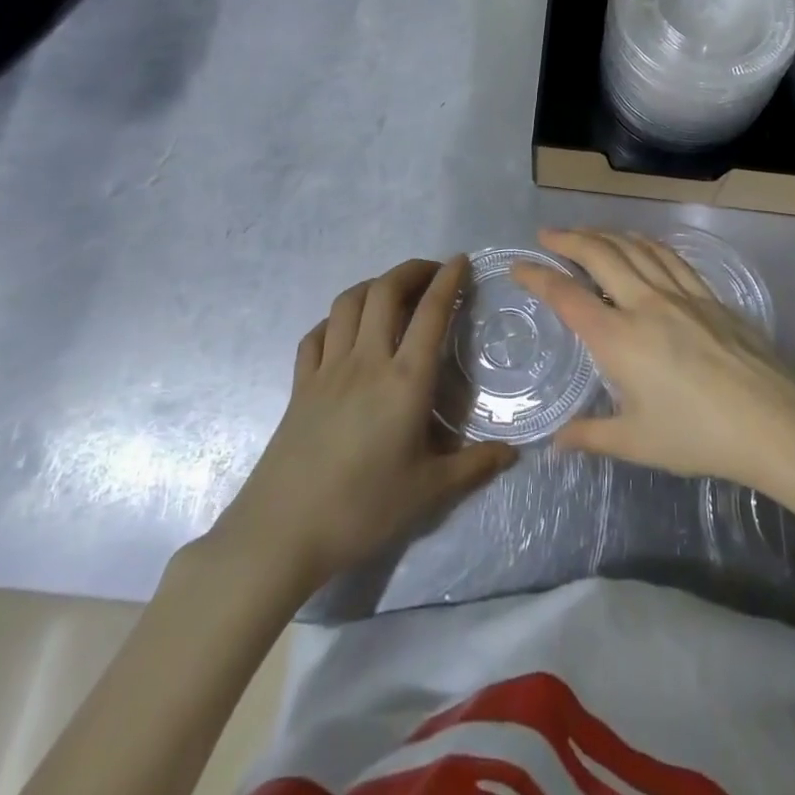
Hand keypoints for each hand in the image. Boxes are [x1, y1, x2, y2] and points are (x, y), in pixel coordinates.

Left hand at [202, 257, 515, 594]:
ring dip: (374, 285)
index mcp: (405, 380)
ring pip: (348, 303)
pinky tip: (345, 330)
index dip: (448, 280)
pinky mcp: (300, 385)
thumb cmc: (362, 509)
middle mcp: (367, 361)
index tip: (461, 261)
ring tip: (393, 292)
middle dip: (411, 270)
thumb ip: (474, 467)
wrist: (281, 533)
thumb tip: (514, 452)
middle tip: (432, 272)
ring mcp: (327, 369)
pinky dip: (335, 320)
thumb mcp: (428, 492)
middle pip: (385, 291)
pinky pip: (316, 335)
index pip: (431, 313)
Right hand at [510, 228, 794, 489]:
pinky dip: (645, 242)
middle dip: (569, 239)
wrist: (771, 420)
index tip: (518, 265)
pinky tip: (640, 243)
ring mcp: (679, 294)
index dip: (538, 276)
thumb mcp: (636, 442)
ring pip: (634, 248)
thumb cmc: (697, 435)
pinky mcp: (707, 295)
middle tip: (548, 234)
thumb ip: (591, 436)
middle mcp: (644, 304)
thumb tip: (555, 444)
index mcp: (618, 338)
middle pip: (600, 255)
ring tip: (587, 232)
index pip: (567, 295)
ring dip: (605, 234)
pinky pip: (668, 256)